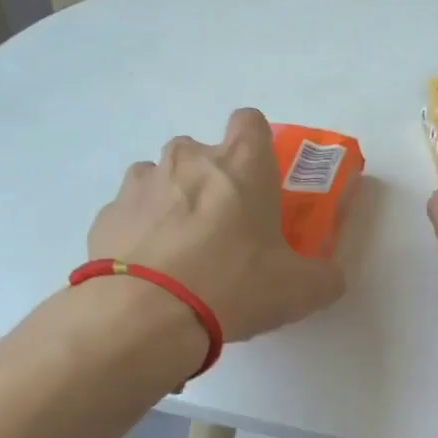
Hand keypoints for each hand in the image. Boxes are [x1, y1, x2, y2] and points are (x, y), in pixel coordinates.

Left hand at [87, 108, 345, 342]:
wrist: (144, 316)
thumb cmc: (233, 286)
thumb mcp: (300, 290)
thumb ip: (325, 276)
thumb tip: (330, 277)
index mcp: (240, 165)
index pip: (250, 121)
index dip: (256, 146)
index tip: (260, 181)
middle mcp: (188, 159)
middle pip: (202, 152)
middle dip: (212, 181)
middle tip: (224, 229)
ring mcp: (141, 183)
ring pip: (161, 178)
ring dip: (173, 203)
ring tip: (181, 253)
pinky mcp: (107, 215)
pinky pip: (131, 214)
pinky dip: (141, 233)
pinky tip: (150, 273)